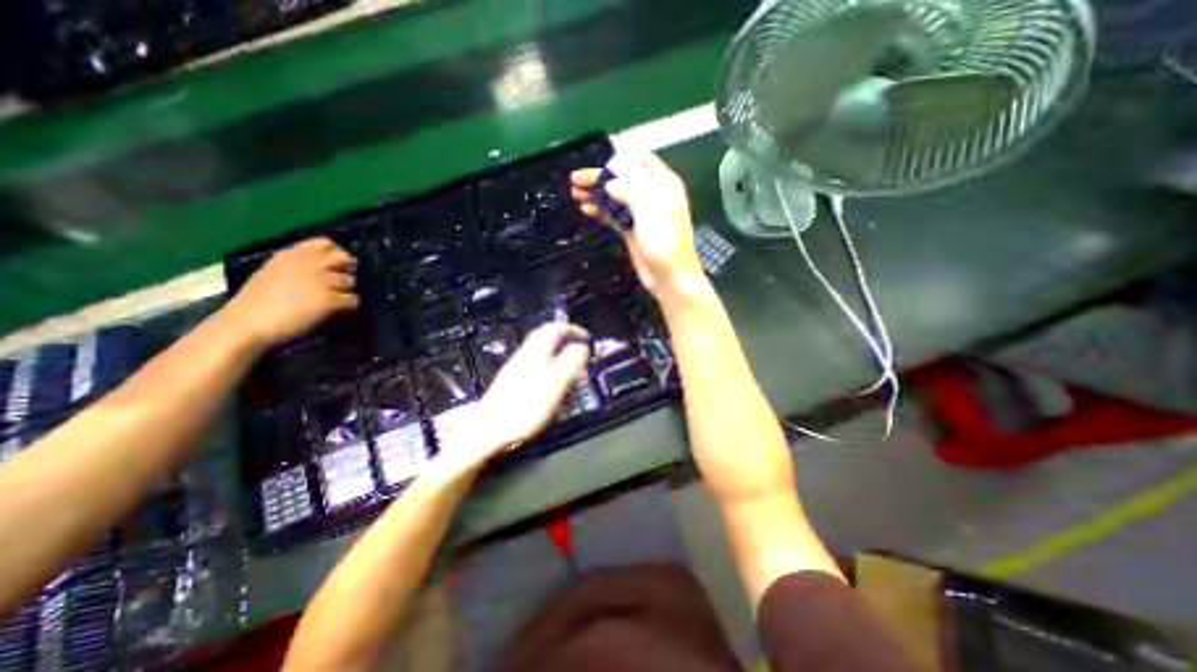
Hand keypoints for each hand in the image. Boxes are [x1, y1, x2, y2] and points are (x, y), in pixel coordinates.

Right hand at [218, 235, 357, 351]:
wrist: (246, 324)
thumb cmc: (256, 302)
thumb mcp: (274, 271)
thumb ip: (299, 265)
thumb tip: (327, 267)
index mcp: (291, 254)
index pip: (325, 242)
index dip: (337, 253)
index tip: (337, 264)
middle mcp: (309, 263)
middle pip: (345, 259)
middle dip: (350, 269)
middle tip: (344, 282)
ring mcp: (321, 281)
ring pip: (351, 281)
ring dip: (348, 290)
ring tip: (338, 299)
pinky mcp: (330, 299)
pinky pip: (353, 300)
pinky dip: (350, 306)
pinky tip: (339, 311)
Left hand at [437, 323, 593, 470]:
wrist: (489, 427)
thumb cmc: (526, 406)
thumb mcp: (556, 383)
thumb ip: (571, 362)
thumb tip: (582, 347)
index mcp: (537, 350)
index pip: (557, 328)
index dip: (574, 330)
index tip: (587, 338)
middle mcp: (526, 353)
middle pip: (547, 336)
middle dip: (566, 340)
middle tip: (580, 350)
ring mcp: (517, 366)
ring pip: (542, 351)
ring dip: (559, 353)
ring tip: (571, 367)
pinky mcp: (513, 379)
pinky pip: (537, 363)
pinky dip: (550, 365)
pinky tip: (553, 381)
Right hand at [566, 153, 703, 298]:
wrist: (669, 275)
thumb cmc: (664, 238)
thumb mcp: (648, 205)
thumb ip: (628, 188)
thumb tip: (609, 184)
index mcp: (662, 182)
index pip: (641, 159)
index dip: (620, 156)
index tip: (598, 159)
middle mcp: (652, 195)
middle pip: (623, 179)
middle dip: (600, 177)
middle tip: (575, 179)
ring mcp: (641, 214)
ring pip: (615, 198)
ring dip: (596, 194)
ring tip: (574, 193)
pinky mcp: (632, 230)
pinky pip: (614, 216)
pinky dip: (600, 211)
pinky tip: (586, 209)